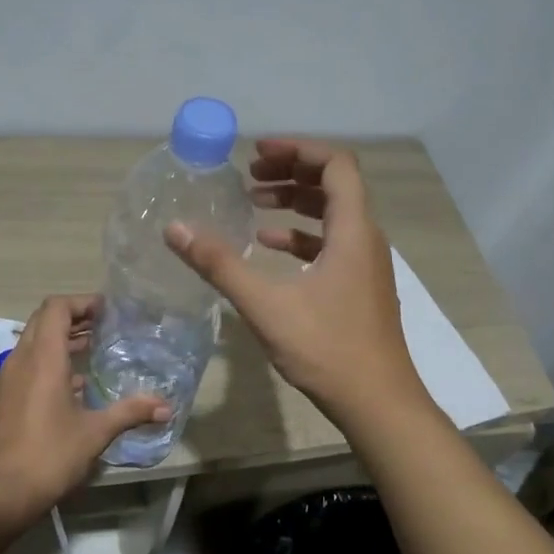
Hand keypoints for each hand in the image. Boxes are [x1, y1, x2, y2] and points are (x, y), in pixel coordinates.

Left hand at [0, 294, 169, 529]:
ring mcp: (6, 380)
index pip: (56, 308)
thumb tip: (166, 407)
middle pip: (42, 321)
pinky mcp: (1, 400)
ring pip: (32, 344)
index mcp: (43, 358)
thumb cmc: (49, 455)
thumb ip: (130, 412)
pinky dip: (48, 363)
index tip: (106, 310)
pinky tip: (72, 386)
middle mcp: (20, 360)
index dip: (81, 302)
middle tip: (103, 326)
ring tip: (92, 349)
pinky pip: (25, 366)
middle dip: (72, 318)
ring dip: (59, 340)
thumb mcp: (95, 433)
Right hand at [164, 138, 422, 422]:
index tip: (258, 153)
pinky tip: (268, 247)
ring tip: (254, 202)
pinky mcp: (359, 287)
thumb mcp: (266, 305)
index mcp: (352, 230)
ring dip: (295, 203)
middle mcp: (365, 239)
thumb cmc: (326, 349)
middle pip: (335, 185)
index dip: (297, 150)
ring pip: (333, 215)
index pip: (336, 164)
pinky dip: (301, 236)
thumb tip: (175, 229)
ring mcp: (365, 265)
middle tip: (250, 175)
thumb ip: (220, 264)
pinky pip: (331, 244)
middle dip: (291, 172)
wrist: (377, 404)